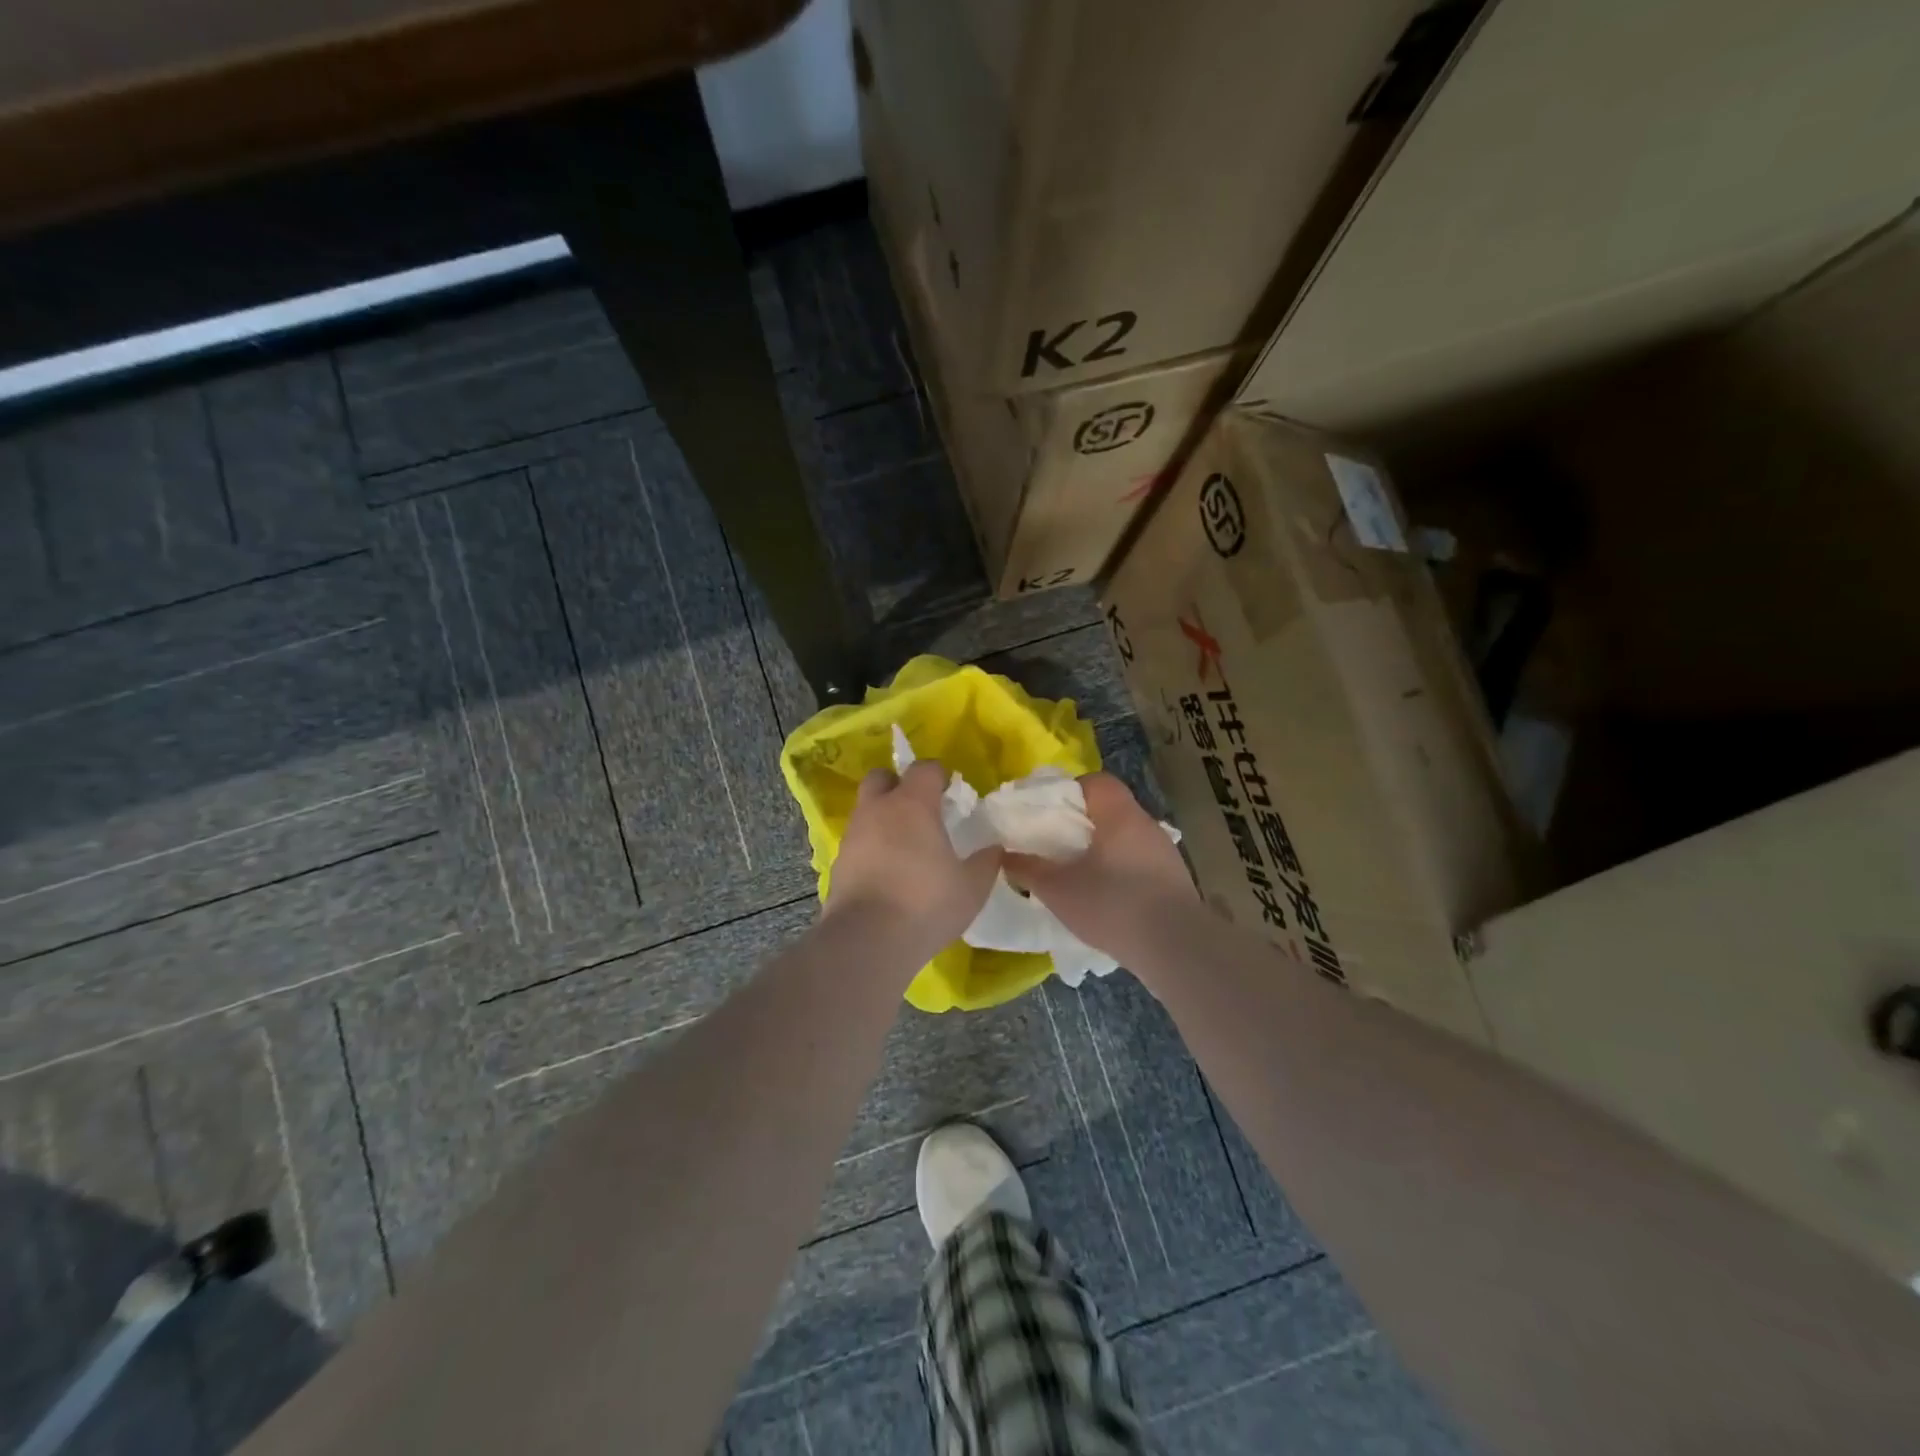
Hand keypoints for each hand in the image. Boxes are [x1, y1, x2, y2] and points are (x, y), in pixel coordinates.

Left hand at [824, 762, 1002, 956]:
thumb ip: (985, 863)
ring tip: (905, 847)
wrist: (866, 940)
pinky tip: (887, 873)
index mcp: (912, 804)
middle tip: (919, 810)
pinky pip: (857, 842)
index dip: (938, 775)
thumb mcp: (971, 887)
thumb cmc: (926, 903)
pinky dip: (871, 847)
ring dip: (883, 818)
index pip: (924, 768)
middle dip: (898, 785)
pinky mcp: (838, 863)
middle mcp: (877, 810)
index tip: (950, 793)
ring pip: (866, 810)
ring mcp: (853, 835)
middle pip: (881, 777)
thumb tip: (994, 849)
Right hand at [1005, 772, 1195, 961]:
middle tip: (1055, 847)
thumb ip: (1028, 868)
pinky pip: (1139, 864)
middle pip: (1109, 810)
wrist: (1176, 947)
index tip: (1049, 815)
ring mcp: (1165, 852)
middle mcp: (1146, 824)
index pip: (1096, 782)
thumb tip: (1004, 855)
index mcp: (1119, 813)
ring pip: (1124, 839)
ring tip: (1077, 875)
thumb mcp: (1058, 889)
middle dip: (1081, 825)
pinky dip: (1120, 872)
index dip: (1069, 792)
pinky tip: (1106, 899)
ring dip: (1101, 851)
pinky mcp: (1175, 880)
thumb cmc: (1112, 904)